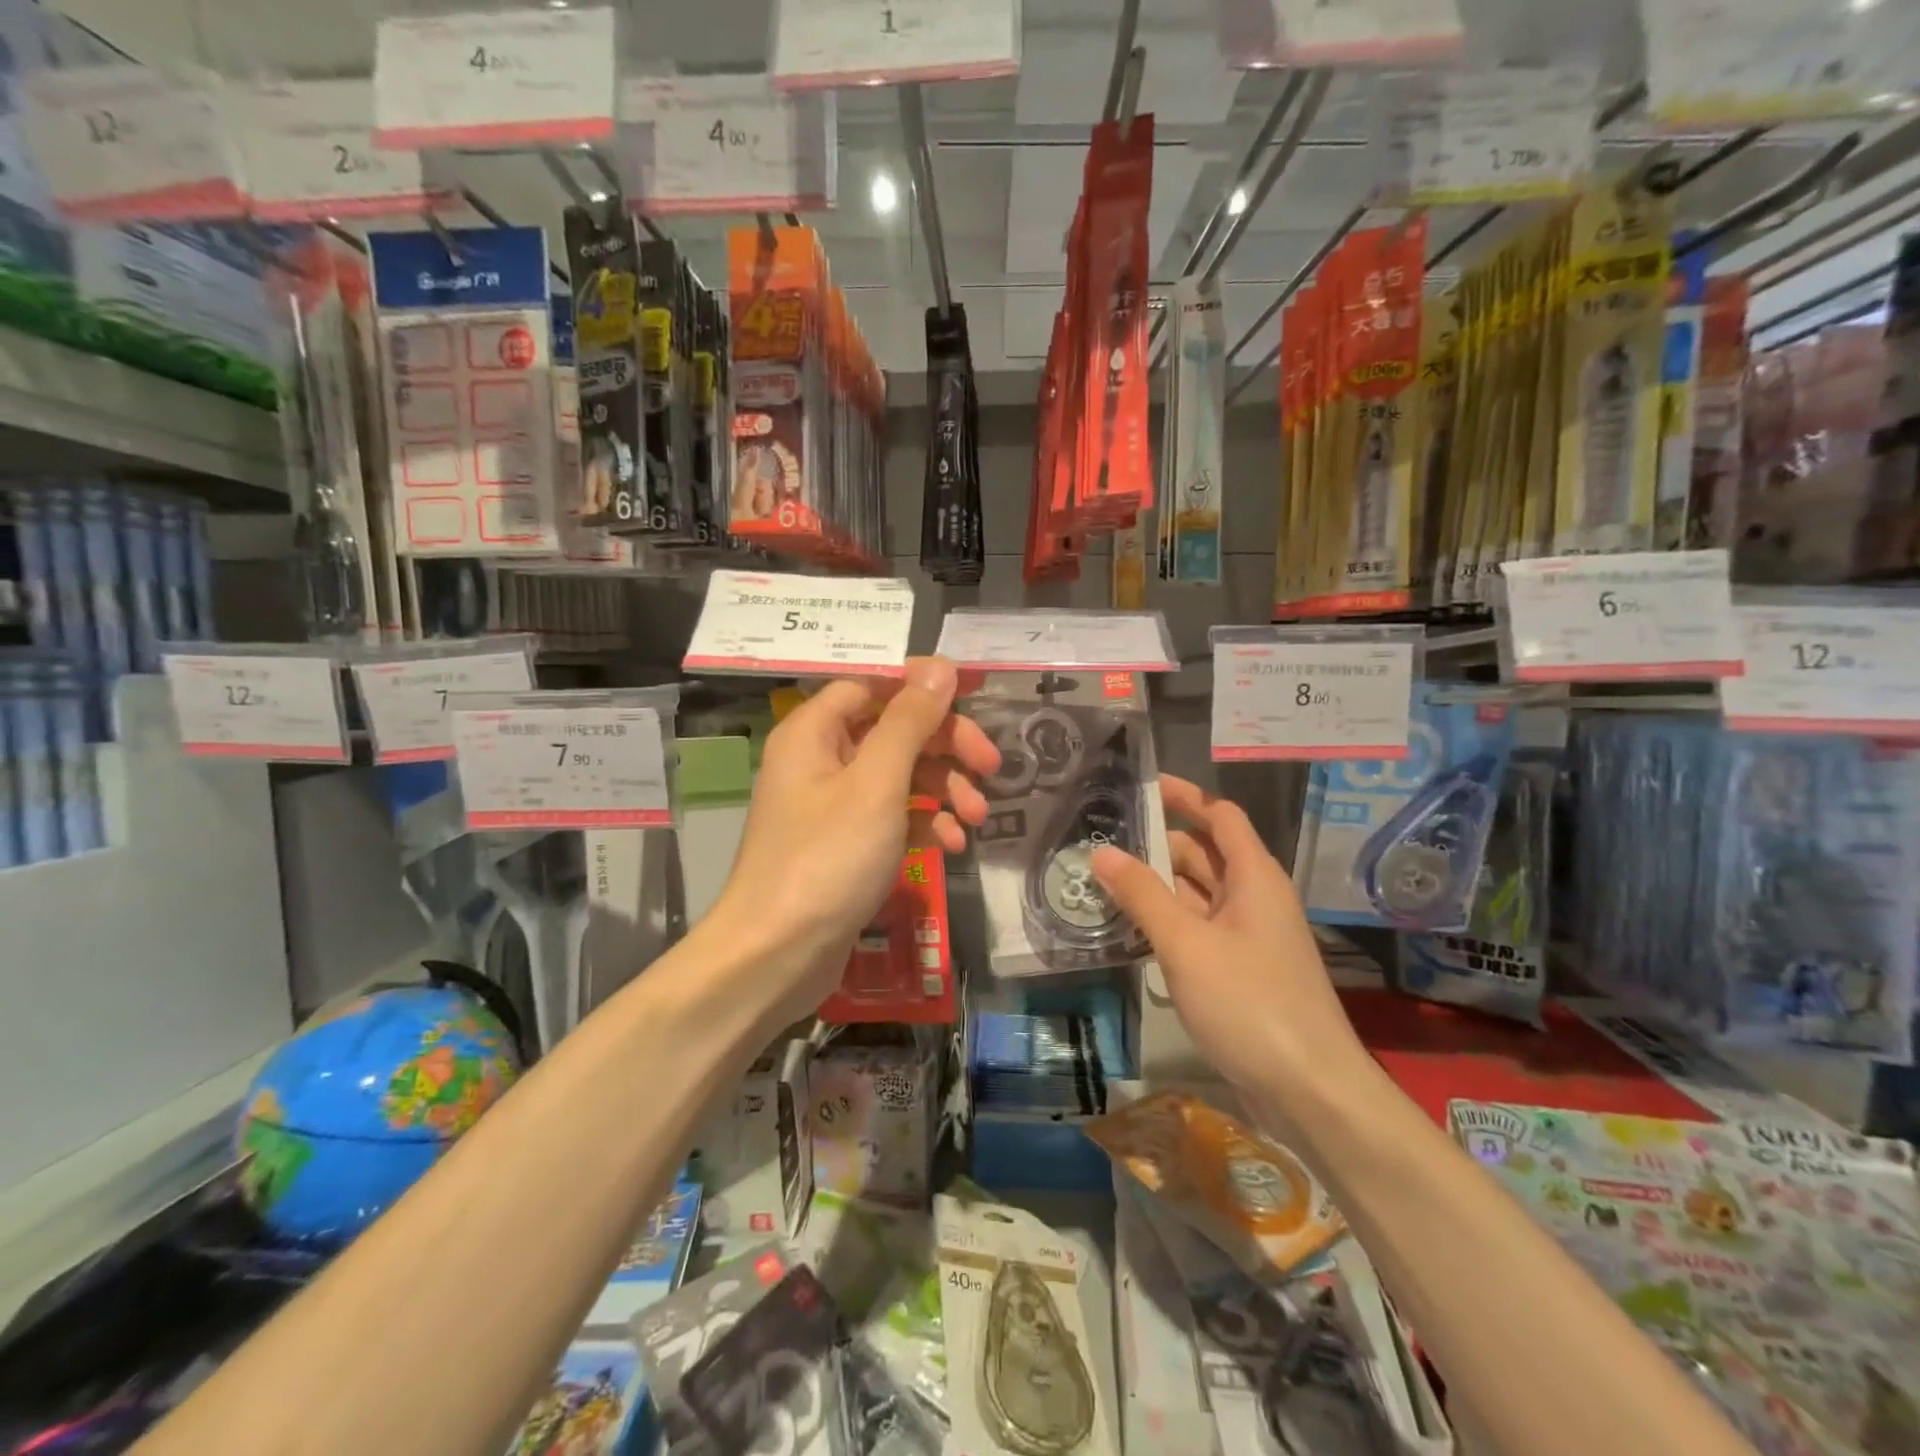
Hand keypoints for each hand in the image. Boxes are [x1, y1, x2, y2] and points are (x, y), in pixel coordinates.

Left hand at [709, 656, 998, 1026]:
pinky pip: (892, 816)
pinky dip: (924, 822)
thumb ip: (910, 721)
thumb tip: (939, 665)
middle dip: (945, 745)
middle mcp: (820, 759)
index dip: (921, 686)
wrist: (777, 956)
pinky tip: (952, 844)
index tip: (971, 697)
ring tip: (976, 817)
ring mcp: (833, 805)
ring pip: (898, 774)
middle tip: (991, 766)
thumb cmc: (827, 859)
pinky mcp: (846, 844)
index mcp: (814, 731)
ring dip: (942, 787)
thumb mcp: (877, 783)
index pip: (872, 684)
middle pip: (892, 729)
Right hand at [1091, 776, 1368, 1113]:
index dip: (1185, 795)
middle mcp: (1254, 898)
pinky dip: (1166, 922)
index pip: (1220, 816)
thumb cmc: (1251, 1004)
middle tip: (1100, 838)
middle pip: (1204, 854)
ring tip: (1102, 880)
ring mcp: (1248, 937)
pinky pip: (1198, 929)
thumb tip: (1102, 851)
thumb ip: (1142, 895)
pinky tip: (1128, 928)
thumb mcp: (1187, 944)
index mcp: (1254, 877)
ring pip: (1198, 895)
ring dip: (1157, 886)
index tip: (1141, 785)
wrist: (1311, 1092)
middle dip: (1157, 844)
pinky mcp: (1240, 971)